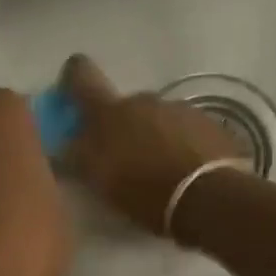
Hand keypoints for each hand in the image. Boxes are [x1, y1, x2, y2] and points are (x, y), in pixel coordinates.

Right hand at [60, 56, 248, 236]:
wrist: (210, 198)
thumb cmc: (145, 192)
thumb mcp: (101, 181)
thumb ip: (79, 157)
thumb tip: (65, 145)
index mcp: (110, 112)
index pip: (81, 77)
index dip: (73, 79)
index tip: (72, 90)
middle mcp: (144, 100)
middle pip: (125, 106)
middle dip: (123, 128)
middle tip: (127, 161)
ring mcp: (181, 109)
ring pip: (159, 119)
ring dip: (156, 138)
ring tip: (162, 173)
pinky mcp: (210, 124)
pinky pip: (188, 131)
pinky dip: (183, 146)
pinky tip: (187, 173)